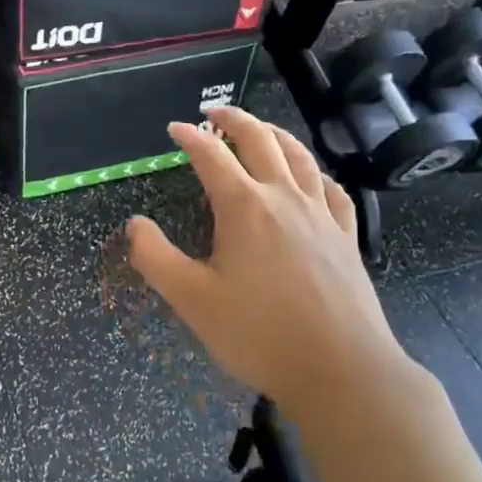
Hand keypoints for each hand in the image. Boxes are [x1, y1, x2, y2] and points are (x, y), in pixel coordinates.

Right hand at [127, 107, 417, 415]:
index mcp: (244, 207)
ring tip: (260, 129)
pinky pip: (330, 188)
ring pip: (299, 156)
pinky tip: (311, 177)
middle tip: (215, 112)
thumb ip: (155, 257)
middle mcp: (284, 198)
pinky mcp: (346, 236)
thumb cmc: (258, 334)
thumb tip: (135, 224)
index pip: (211, 156)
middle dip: (234, 120)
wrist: (341, 369)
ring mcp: (321, 215)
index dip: (190, 137)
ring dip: (275, 134)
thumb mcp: (191, 299)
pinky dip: (314, 170)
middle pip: (260, 141)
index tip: (174, 128)